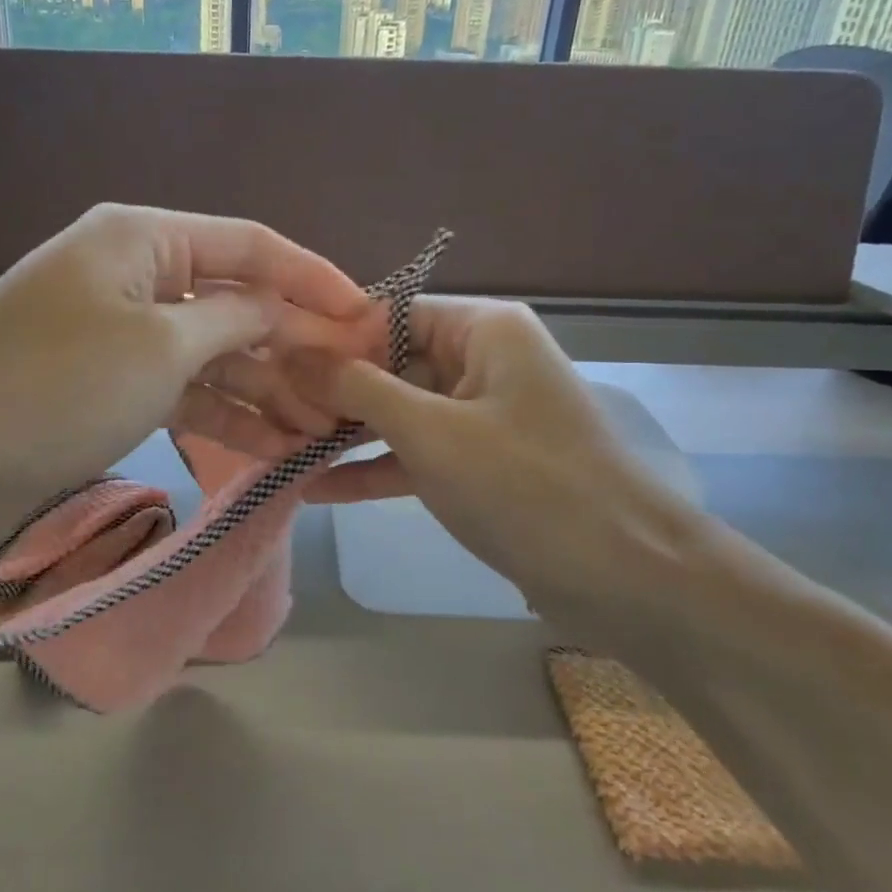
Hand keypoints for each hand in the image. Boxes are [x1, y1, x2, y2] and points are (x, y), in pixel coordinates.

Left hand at [0, 204, 371, 522]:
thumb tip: (285, 311)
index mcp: (145, 238)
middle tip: (353, 388)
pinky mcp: (110, 381)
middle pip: (235, 301)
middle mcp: (136, 273)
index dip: (315, 279)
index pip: (252, 245)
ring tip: (323, 429)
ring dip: (265, 388)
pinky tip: (273, 446)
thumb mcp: (160, 347)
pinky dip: (224, 414)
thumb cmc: (56, 382)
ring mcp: (122, 331)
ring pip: (212, 352)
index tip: (370, 316)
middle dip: (294, 345)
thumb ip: (235, 321)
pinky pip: (183, 387)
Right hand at [295, 297, 709, 635]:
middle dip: (330, 391)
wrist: (626, 579)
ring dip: (344, 433)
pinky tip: (315, 489)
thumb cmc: (526, 486)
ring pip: (397, 412)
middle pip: (389, 362)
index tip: (270, 362)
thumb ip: (356, 387)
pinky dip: (373, 469)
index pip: (389, 313)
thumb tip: (290, 349)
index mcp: (483, 329)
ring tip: (277, 448)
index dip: (330, 337)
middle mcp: (480, 361)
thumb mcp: (430, 431)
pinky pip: (414, 454)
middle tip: (265, 412)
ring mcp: (479, 416)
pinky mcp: (477, 465)